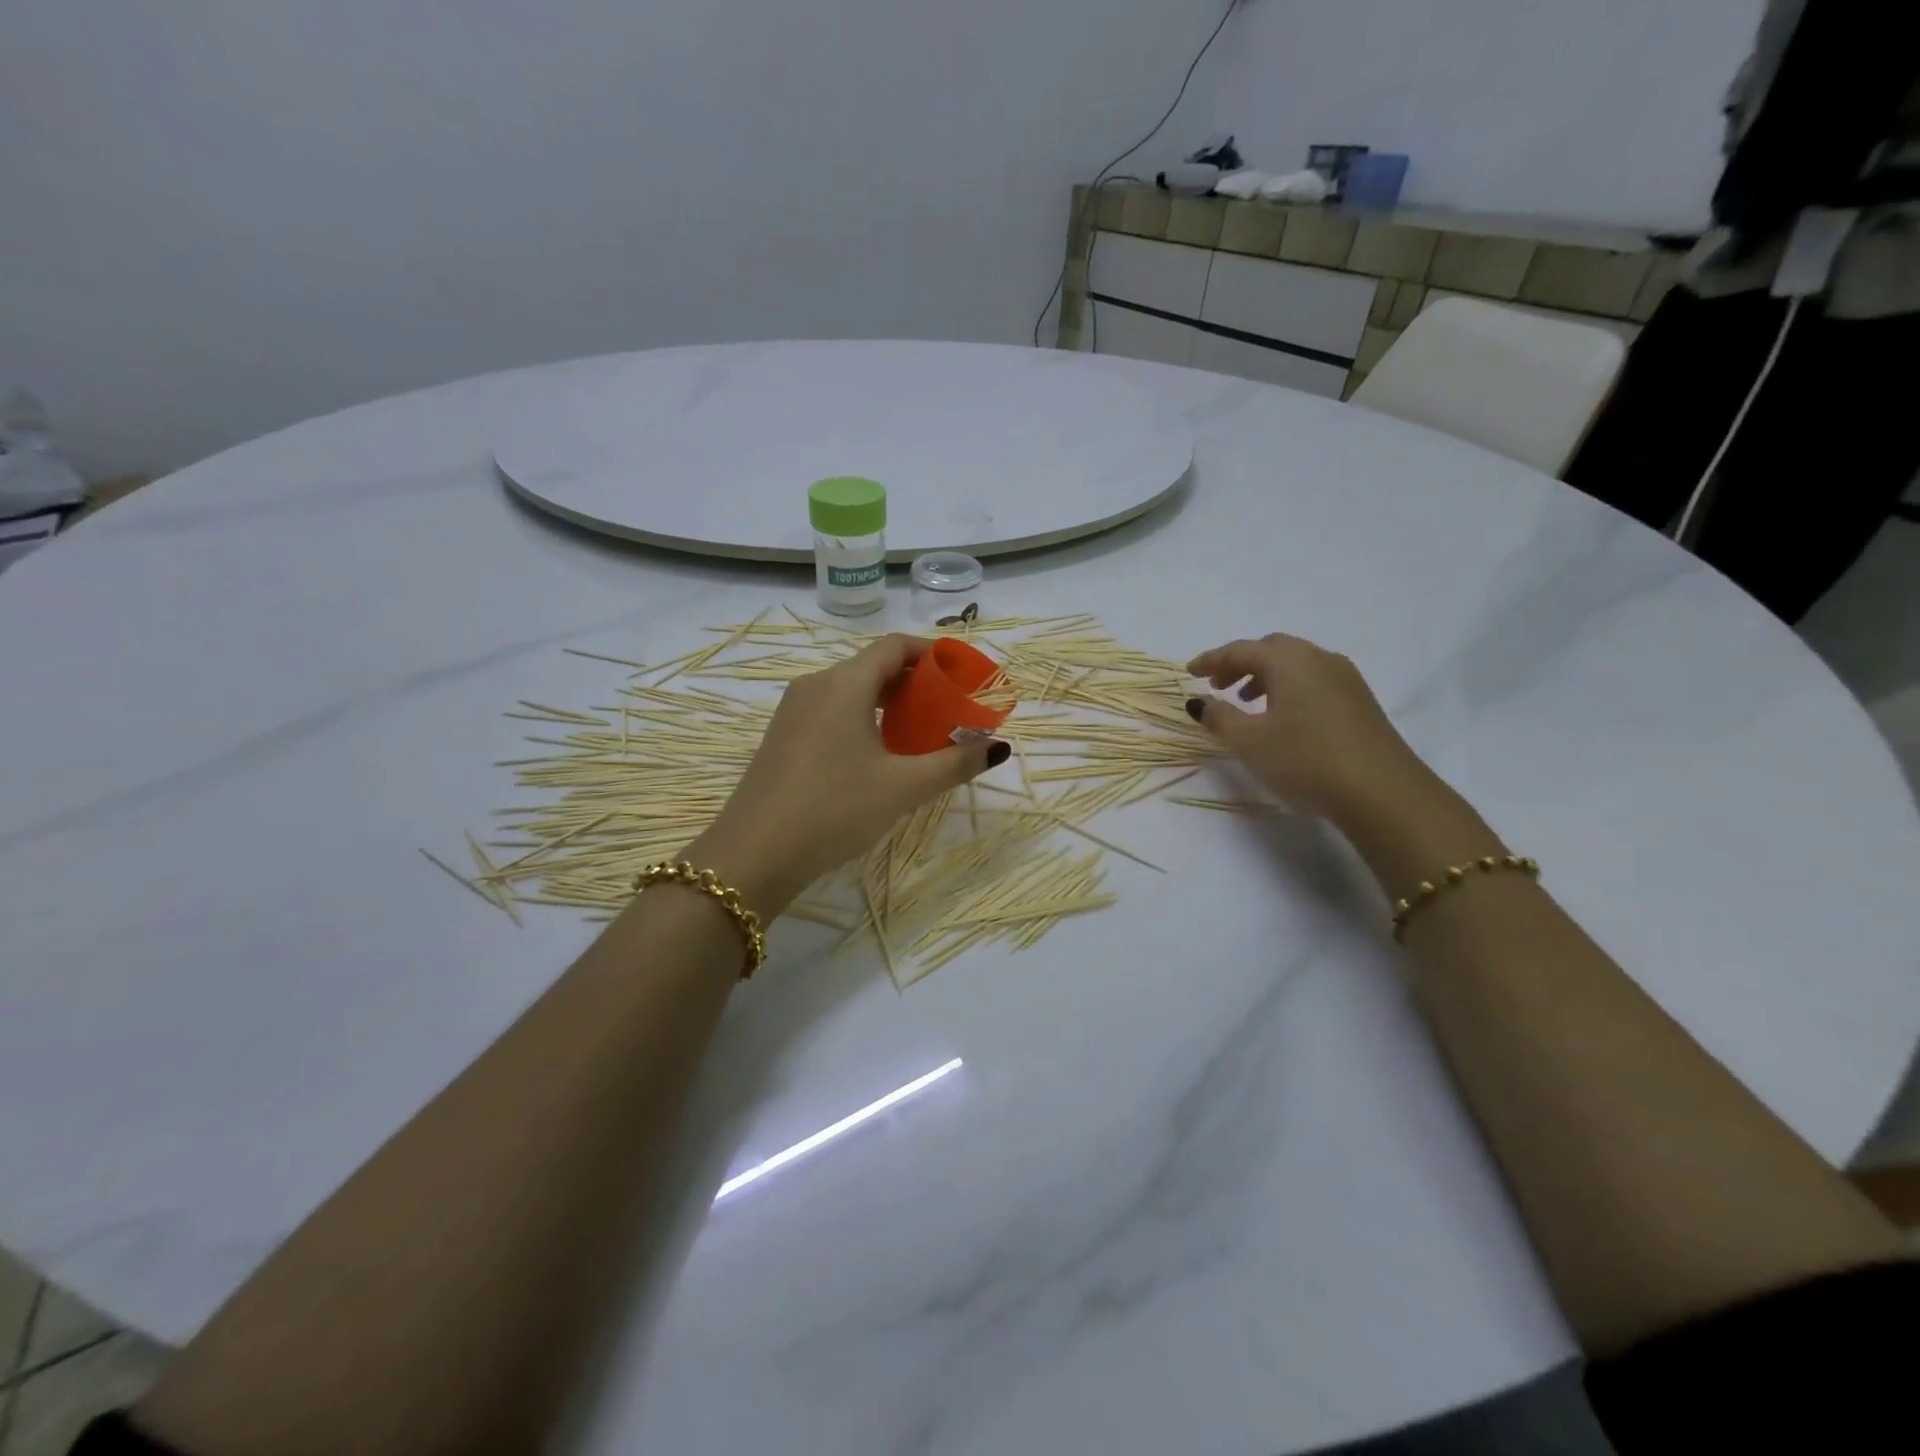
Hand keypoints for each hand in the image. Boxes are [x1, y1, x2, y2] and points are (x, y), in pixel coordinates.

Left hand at [691, 635, 1006, 912]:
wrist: (753, 854)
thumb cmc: (833, 810)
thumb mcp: (903, 788)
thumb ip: (954, 763)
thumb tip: (998, 747)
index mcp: (845, 683)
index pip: (896, 646)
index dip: (933, 653)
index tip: (963, 674)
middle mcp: (816, 685)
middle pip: (874, 666)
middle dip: (915, 681)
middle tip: (948, 708)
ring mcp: (793, 711)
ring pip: (851, 690)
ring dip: (889, 702)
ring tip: (919, 732)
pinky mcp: (782, 736)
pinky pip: (831, 711)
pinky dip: (863, 717)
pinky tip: (878, 753)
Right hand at [1185, 634, 1431, 826]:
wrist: (1382, 792)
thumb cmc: (1305, 759)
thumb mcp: (1249, 741)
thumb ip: (1219, 717)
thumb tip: (1199, 702)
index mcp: (1290, 661)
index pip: (1241, 649)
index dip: (1212, 659)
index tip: (1189, 672)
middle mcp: (1319, 658)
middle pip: (1271, 650)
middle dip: (1240, 664)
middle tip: (1217, 685)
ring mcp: (1345, 678)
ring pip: (1295, 665)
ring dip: (1264, 676)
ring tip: (1245, 702)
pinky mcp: (1359, 701)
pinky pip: (1313, 680)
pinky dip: (1289, 688)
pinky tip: (1282, 717)